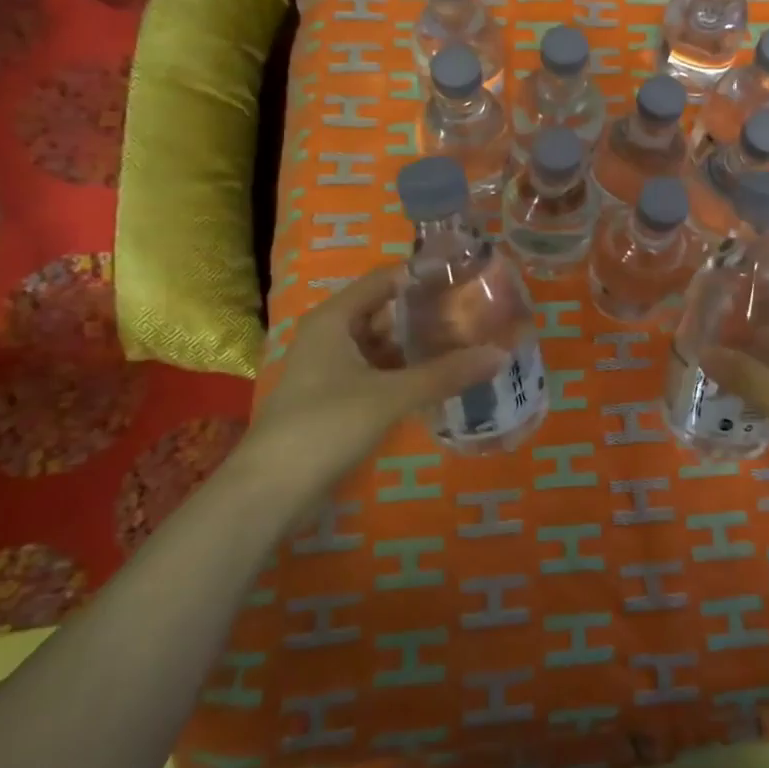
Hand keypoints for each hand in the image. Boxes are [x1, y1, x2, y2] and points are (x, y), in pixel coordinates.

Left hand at [233, 265, 503, 501]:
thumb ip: (445, 373)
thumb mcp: (390, 396)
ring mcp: (333, 369)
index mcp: (335, 318)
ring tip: (468, 341)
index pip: (386, 280)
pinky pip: (380, 372)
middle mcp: (332, 335)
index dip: (424, 276)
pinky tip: (441, 376)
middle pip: (387, 311)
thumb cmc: (325, 425)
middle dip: (429, 313)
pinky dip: (407, 372)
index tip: (467, 276)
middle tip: (477, 312)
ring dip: (420, 345)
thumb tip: (500, 354)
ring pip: (384, 345)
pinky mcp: (337, 399)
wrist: (269, 492)